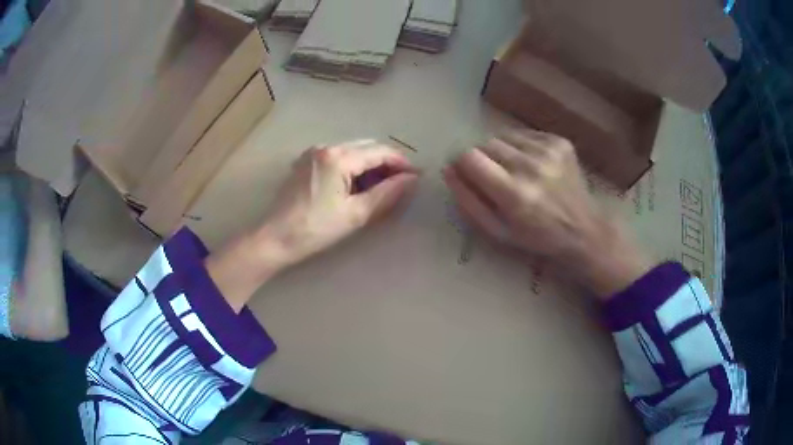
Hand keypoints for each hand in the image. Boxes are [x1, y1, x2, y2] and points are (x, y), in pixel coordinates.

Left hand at [260, 140, 418, 266]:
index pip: (380, 152)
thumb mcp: (356, 214)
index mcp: (338, 157)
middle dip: (387, 162)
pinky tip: (357, 184)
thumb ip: (387, 193)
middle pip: (367, 146)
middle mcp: (326, 146)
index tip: (416, 177)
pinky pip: (337, 156)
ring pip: (352, 150)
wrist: (276, 237)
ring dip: (370, 164)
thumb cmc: (316, 229)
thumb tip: (412, 179)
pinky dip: (353, 166)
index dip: (402, 163)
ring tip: (382, 186)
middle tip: (402, 183)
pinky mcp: (305, 161)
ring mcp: (313, 152)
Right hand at [443, 130, 650, 298]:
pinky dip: (521, 148)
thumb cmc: (537, 237)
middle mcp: (531, 166)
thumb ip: (468, 201)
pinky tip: (533, 166)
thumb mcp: (496, 232)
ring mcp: (549, 150)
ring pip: (504, 136)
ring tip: (516, 172)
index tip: (467, 173)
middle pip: (485, 144)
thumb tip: (448, 169)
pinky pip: (524, 135)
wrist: (583, 230)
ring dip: (502, 152)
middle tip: (496, 179)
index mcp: (514, 193)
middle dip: (483, 159)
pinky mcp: (560, 142)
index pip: (469, 157)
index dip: (463, 164)